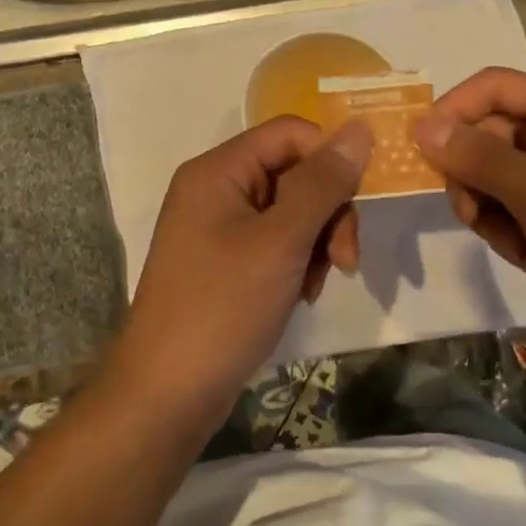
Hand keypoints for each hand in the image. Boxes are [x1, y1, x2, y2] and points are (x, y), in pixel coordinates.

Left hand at [110, 117, 371, 426]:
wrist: (166, 396)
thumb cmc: (222, 308)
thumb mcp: (281, 241)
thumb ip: (322, 183)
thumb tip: (359, 129)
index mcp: (219, 170)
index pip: (291, 133)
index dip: (330, 160)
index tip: (357, 205)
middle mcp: (215, 189)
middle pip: (294, 172)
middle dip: (327, 212)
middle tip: (344, 260)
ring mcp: (217, 227)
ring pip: (291, 210)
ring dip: (316, 242)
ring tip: (313, 285)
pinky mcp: (224, 261)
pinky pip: (274, 242)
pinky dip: (296, 262)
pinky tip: (300, 295)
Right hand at [412, 68, 525, 334]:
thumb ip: (479, 156)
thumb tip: (421, 124)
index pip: (494, 86)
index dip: (453, 111)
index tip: (421, 152)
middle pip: (490, 133)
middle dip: (473, 177)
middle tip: (471, 217)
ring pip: (497, 173)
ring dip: (490, 210)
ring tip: (512, 247)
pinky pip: (517, 204)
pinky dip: (511, 229)